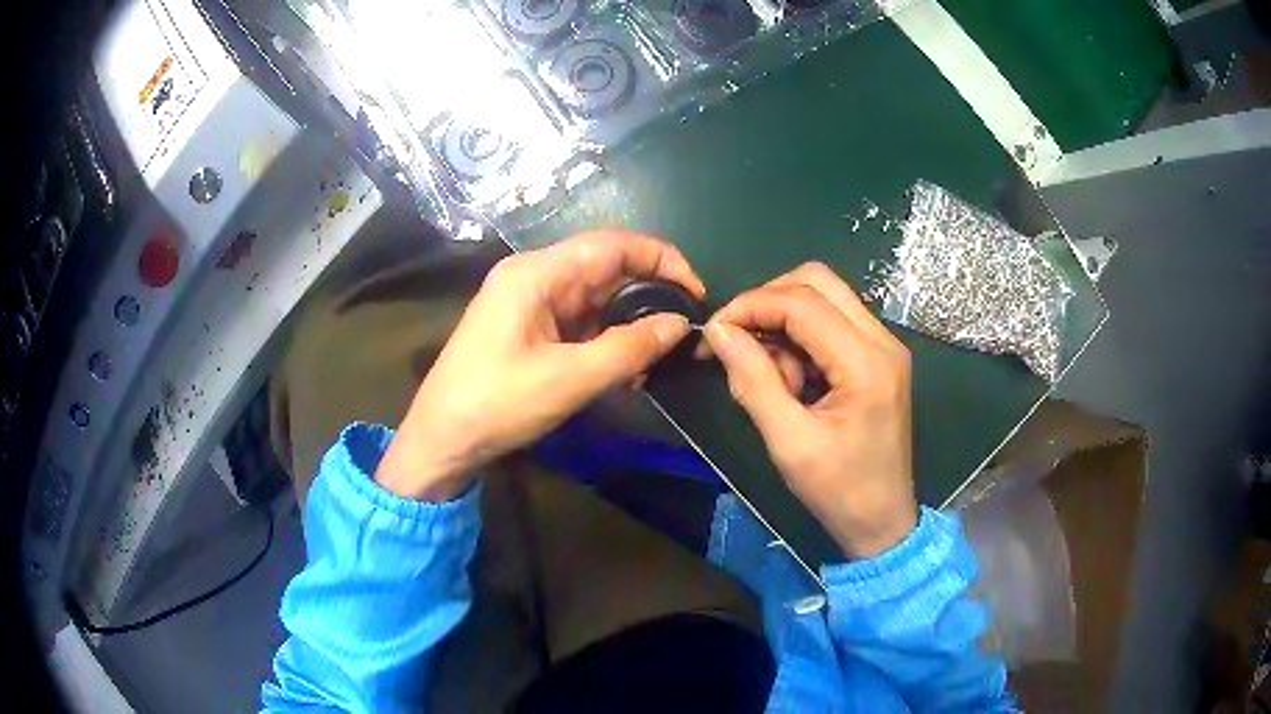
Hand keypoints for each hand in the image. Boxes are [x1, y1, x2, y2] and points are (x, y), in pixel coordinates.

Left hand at [376, 231, 703, 500]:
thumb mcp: (569, 379)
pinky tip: (625, 368)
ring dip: (628, 323)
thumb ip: (629, 348)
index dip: (660, 258)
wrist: (442, 439)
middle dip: (647, 295)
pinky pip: (578, 321)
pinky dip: (605, 339)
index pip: (612, 244)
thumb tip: (679, 324)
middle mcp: (533, 276)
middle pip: (604, 268)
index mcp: (537, 273)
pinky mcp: (528, 327)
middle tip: (682, 328)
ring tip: (656, 358)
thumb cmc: (497, 404)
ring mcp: (529, 302)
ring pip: (594, 297)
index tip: (695, 290)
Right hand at [703, 263, 915, 558]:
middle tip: (739, 341)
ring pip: (824, 297)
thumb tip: (718, 331)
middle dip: (768, 302)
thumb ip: (753, 381)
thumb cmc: (838, 491)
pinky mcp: (878, 356)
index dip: (750, 306)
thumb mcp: (789, 443)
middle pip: (817, 281)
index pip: (802, 302)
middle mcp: (882, 340)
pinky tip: (793, 380)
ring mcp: (884, 345)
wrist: (883, 521)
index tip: (714, 332)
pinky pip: (832, 322)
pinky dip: (802, 338)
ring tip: (772, 377)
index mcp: (866, 363)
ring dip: (785, 322)